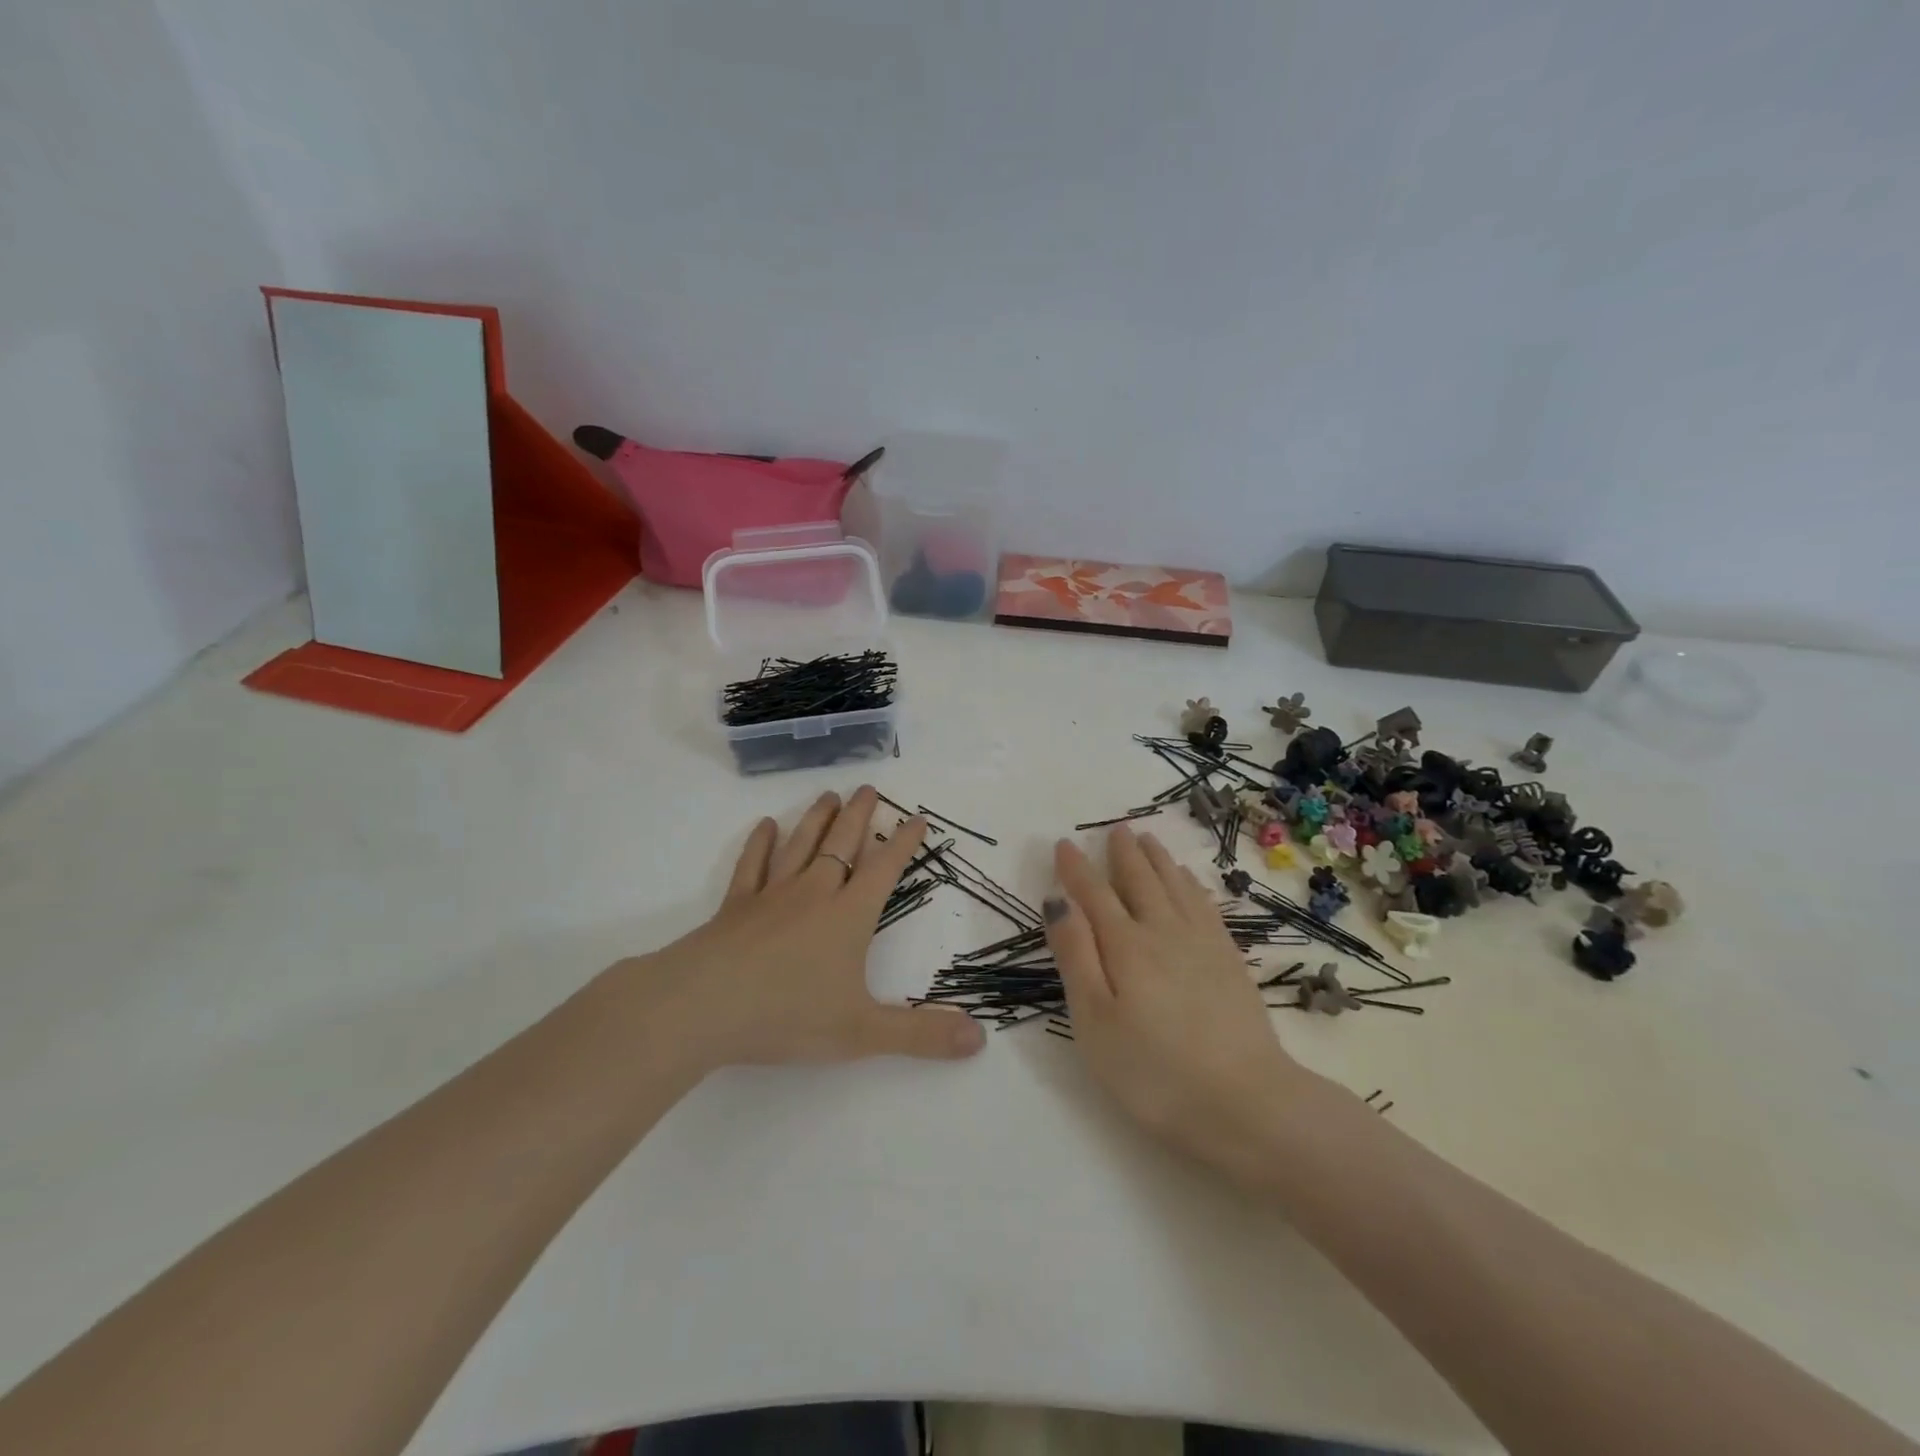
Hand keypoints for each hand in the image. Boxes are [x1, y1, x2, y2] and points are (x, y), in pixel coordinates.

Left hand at [618, 786, 985, 1076]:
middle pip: (842, 844)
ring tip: (829, 795)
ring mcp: (771, 896)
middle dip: (859, 815)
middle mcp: (814, 894)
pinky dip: (760, 844)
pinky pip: (752, 866)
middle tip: (868, 787)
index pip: (884, 869)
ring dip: (817, 819)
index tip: (917, 817)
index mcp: (848, 916)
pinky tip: (766, 826)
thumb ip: (921, 1035)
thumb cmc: (787, 1015)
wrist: (703, 1006)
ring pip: (800, 846)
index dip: (903, 843)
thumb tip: (979, 1038)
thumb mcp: (862, 1032)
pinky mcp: (736, 907)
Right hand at [1044, 826, 1314, 1188]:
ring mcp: (1202, 943)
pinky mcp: (1230, 960)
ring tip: (1148, 840)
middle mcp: (1163, 931)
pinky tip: (1189, 882)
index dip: (1075, 868)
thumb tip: (1058, 900)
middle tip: (1116, 829)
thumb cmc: (1154, 1071)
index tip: (1064, 843)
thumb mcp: (1094, 1021)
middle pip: (1140, 880)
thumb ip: (1075, 955)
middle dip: (1123, 853)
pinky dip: (1191, 885)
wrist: (1247, 1102)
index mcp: (1125, 945)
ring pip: (1175, 886)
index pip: (1093, 894)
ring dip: (1158, 860)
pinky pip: (1205, 905)